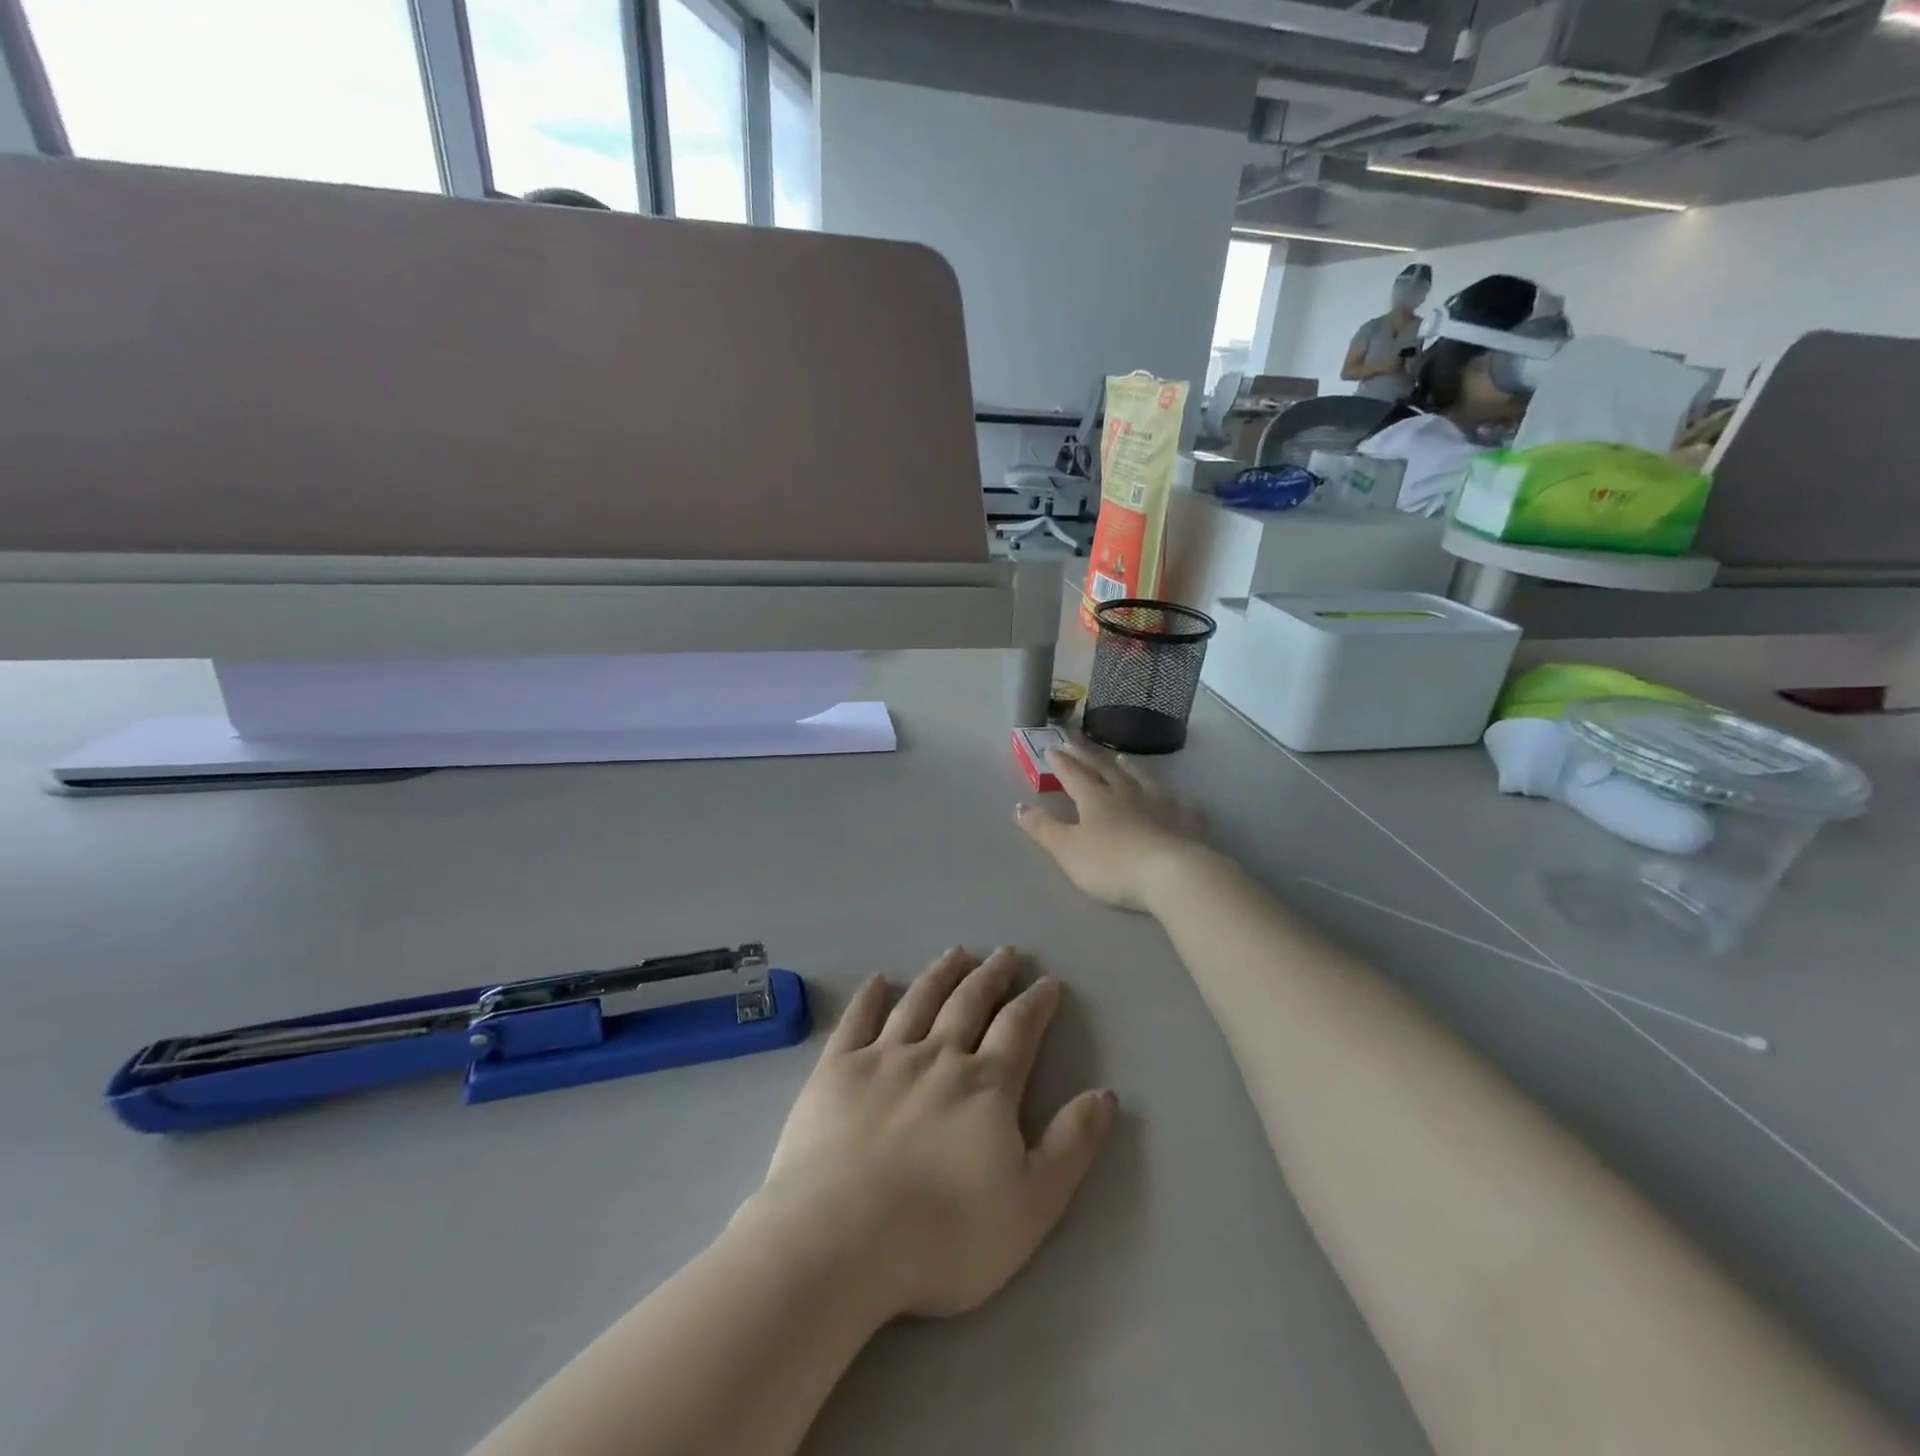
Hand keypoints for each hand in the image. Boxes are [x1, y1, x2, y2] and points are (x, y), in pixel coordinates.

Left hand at [750, 948, 1115, 1320]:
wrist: (841, 1238)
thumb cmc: (944, 1233)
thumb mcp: (1031, 1204)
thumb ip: (1071, 1146)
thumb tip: (1105, 1094)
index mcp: (985, 1085)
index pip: (1018, 1029)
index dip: (1035, 1003)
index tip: (1047, 981)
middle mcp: (938, 1056)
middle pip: (969, 1003)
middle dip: (992, 976)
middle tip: (1005, 953)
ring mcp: (883, 1057)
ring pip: (920, 1001)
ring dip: (942, 974)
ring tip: (957, 953)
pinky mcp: (836, 1070)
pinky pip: (857, 1020)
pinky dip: (870, 996)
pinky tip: (879, 980)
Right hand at [1015, 744, 1208, 912]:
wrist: (1172, 875)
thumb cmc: (1112, 864)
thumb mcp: (1068, 850)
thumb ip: (1044, 829)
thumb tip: (1019, 807)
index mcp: (1096, 799)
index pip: (1074, 775)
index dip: (1061, 763)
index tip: (1051, 748)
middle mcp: (1127, 794)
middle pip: (1105, 770)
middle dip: (1088, 757)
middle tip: (1076, 743)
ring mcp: (1161, 805)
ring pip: (1142, 779)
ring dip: (1129, 767)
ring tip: (1122, 757)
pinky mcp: (1187, 823)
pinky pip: (1179, 805)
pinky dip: (1173, 798)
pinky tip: (1176, 799)